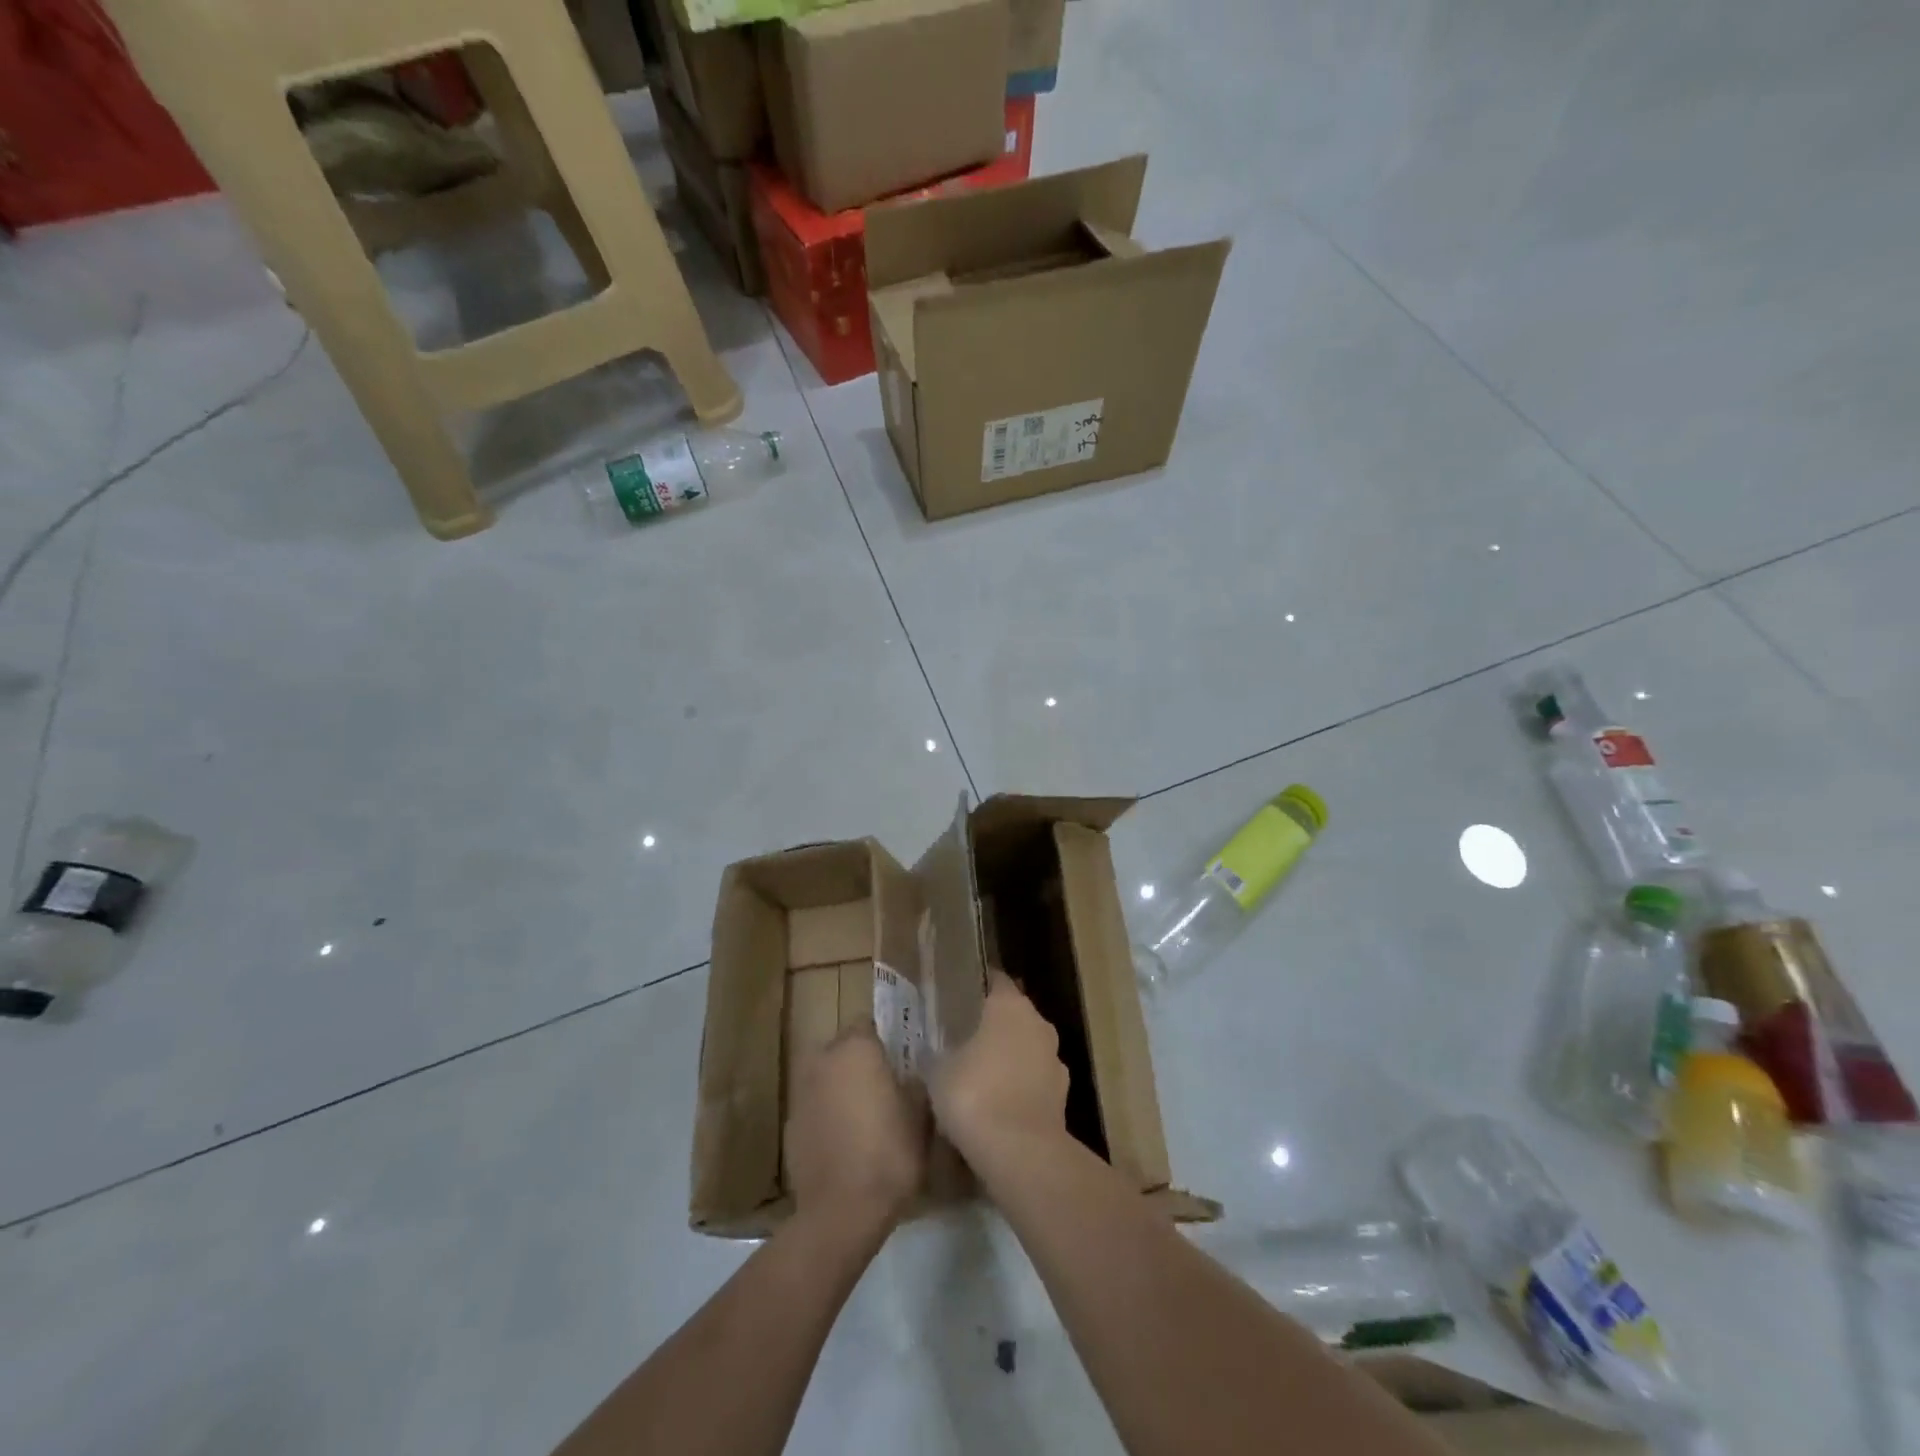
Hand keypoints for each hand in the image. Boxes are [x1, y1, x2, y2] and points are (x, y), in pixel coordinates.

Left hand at [784, 1025, 926, 1230]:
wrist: (840, 1211)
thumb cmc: (889, 1153)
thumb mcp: (920, 1116)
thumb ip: (915, 1086)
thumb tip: (911, 1077)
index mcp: (856, 1049)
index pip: (866, 1024)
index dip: (882, 1040)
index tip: (898, 1060)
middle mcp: (823, 1060)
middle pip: (842, 1049)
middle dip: (859, 1063)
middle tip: (883, 1087)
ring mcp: (802, 1093)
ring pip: (826, 1078)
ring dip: (840, 1088)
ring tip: (864, 1117)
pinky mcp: (790, 1125)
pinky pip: (814, 1108)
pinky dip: (826, 1117)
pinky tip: (843, 1143)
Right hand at [931, 971, 1069, 1163]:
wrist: (1019, 1152)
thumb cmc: (974, 1094)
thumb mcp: (938, 1072)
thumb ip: (936, 1056)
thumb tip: (930, 1053)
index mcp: (1009, 1006)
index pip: (996, 982)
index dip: (980, 987)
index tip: (962, 996)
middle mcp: (1038, 1024)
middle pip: (1015, 1015)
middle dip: (995, 1026)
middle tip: (967, 1039)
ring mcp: (1055, 1060)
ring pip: (1029, 1049)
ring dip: (1011, 1058)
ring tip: (983, 1077)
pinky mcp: (1063, 1096)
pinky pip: (1036, 1082)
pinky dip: (1022, 1088)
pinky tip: (1001, 1106)